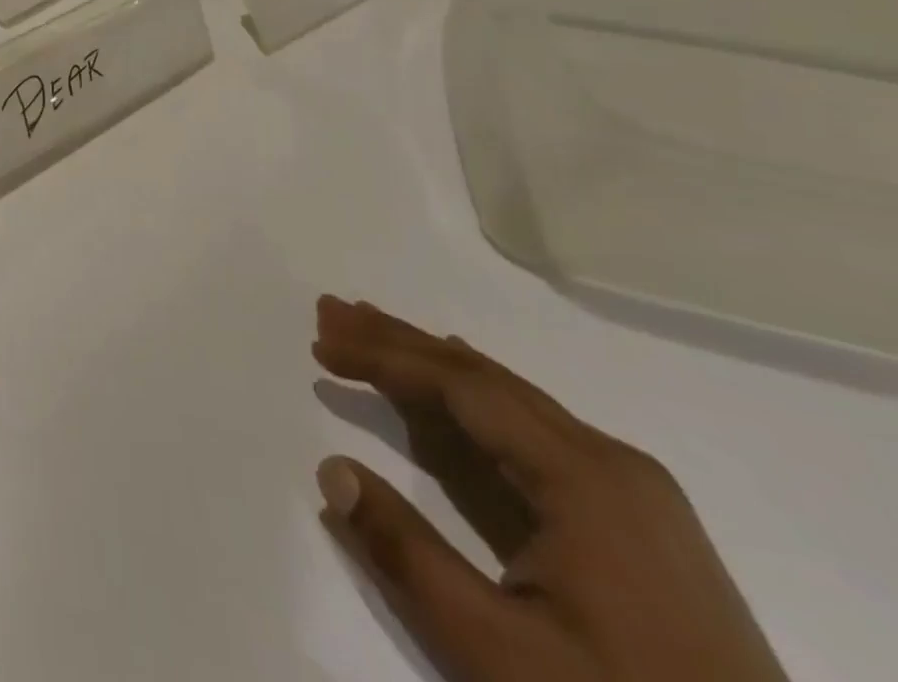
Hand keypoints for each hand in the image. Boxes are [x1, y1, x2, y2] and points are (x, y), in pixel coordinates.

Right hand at [312, 297, 788, 681]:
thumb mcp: (502, 654)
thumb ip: (407, 554)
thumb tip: (329, 468)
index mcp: (585, 477)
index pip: (462, 386)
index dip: (384, 357)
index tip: (321, 342)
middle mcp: (611, 465)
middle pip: (484, 379)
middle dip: (401, 342)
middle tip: (332, 310)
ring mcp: (631, 498)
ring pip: (508, 406)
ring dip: (432, 371)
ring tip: (369, 337)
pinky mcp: (636, 532)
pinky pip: (533, 443)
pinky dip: (471, 414)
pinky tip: (446, 405)